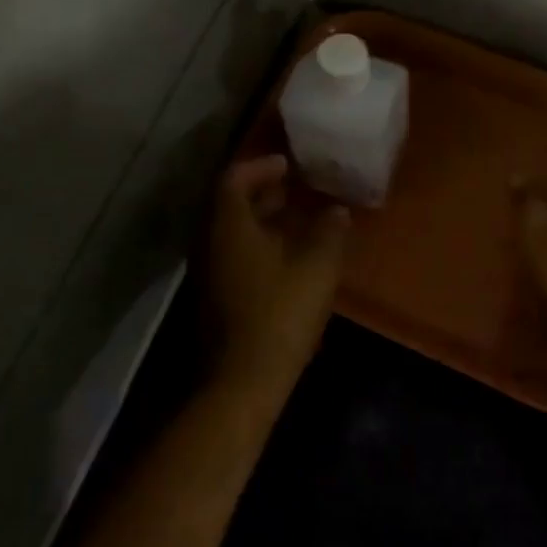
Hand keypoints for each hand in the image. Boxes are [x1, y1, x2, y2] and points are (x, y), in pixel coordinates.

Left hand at [204, 154, 349, 396]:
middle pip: (229, 203)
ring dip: (260, 218)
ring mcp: (208, 272)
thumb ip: (329, 231)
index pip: (234, 178)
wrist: (242, 381)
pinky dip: (256, 242)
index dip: (260, 166)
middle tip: (294, 185)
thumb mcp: (317, 267)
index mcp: (229, 226)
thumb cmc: (279, 313)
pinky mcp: (215, 296)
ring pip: (231, 231)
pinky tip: (286, 255)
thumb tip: (337, 210)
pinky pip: (232, 253)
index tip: (288, 164)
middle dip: (261, 190)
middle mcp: (210, 242)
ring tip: (295, 217)